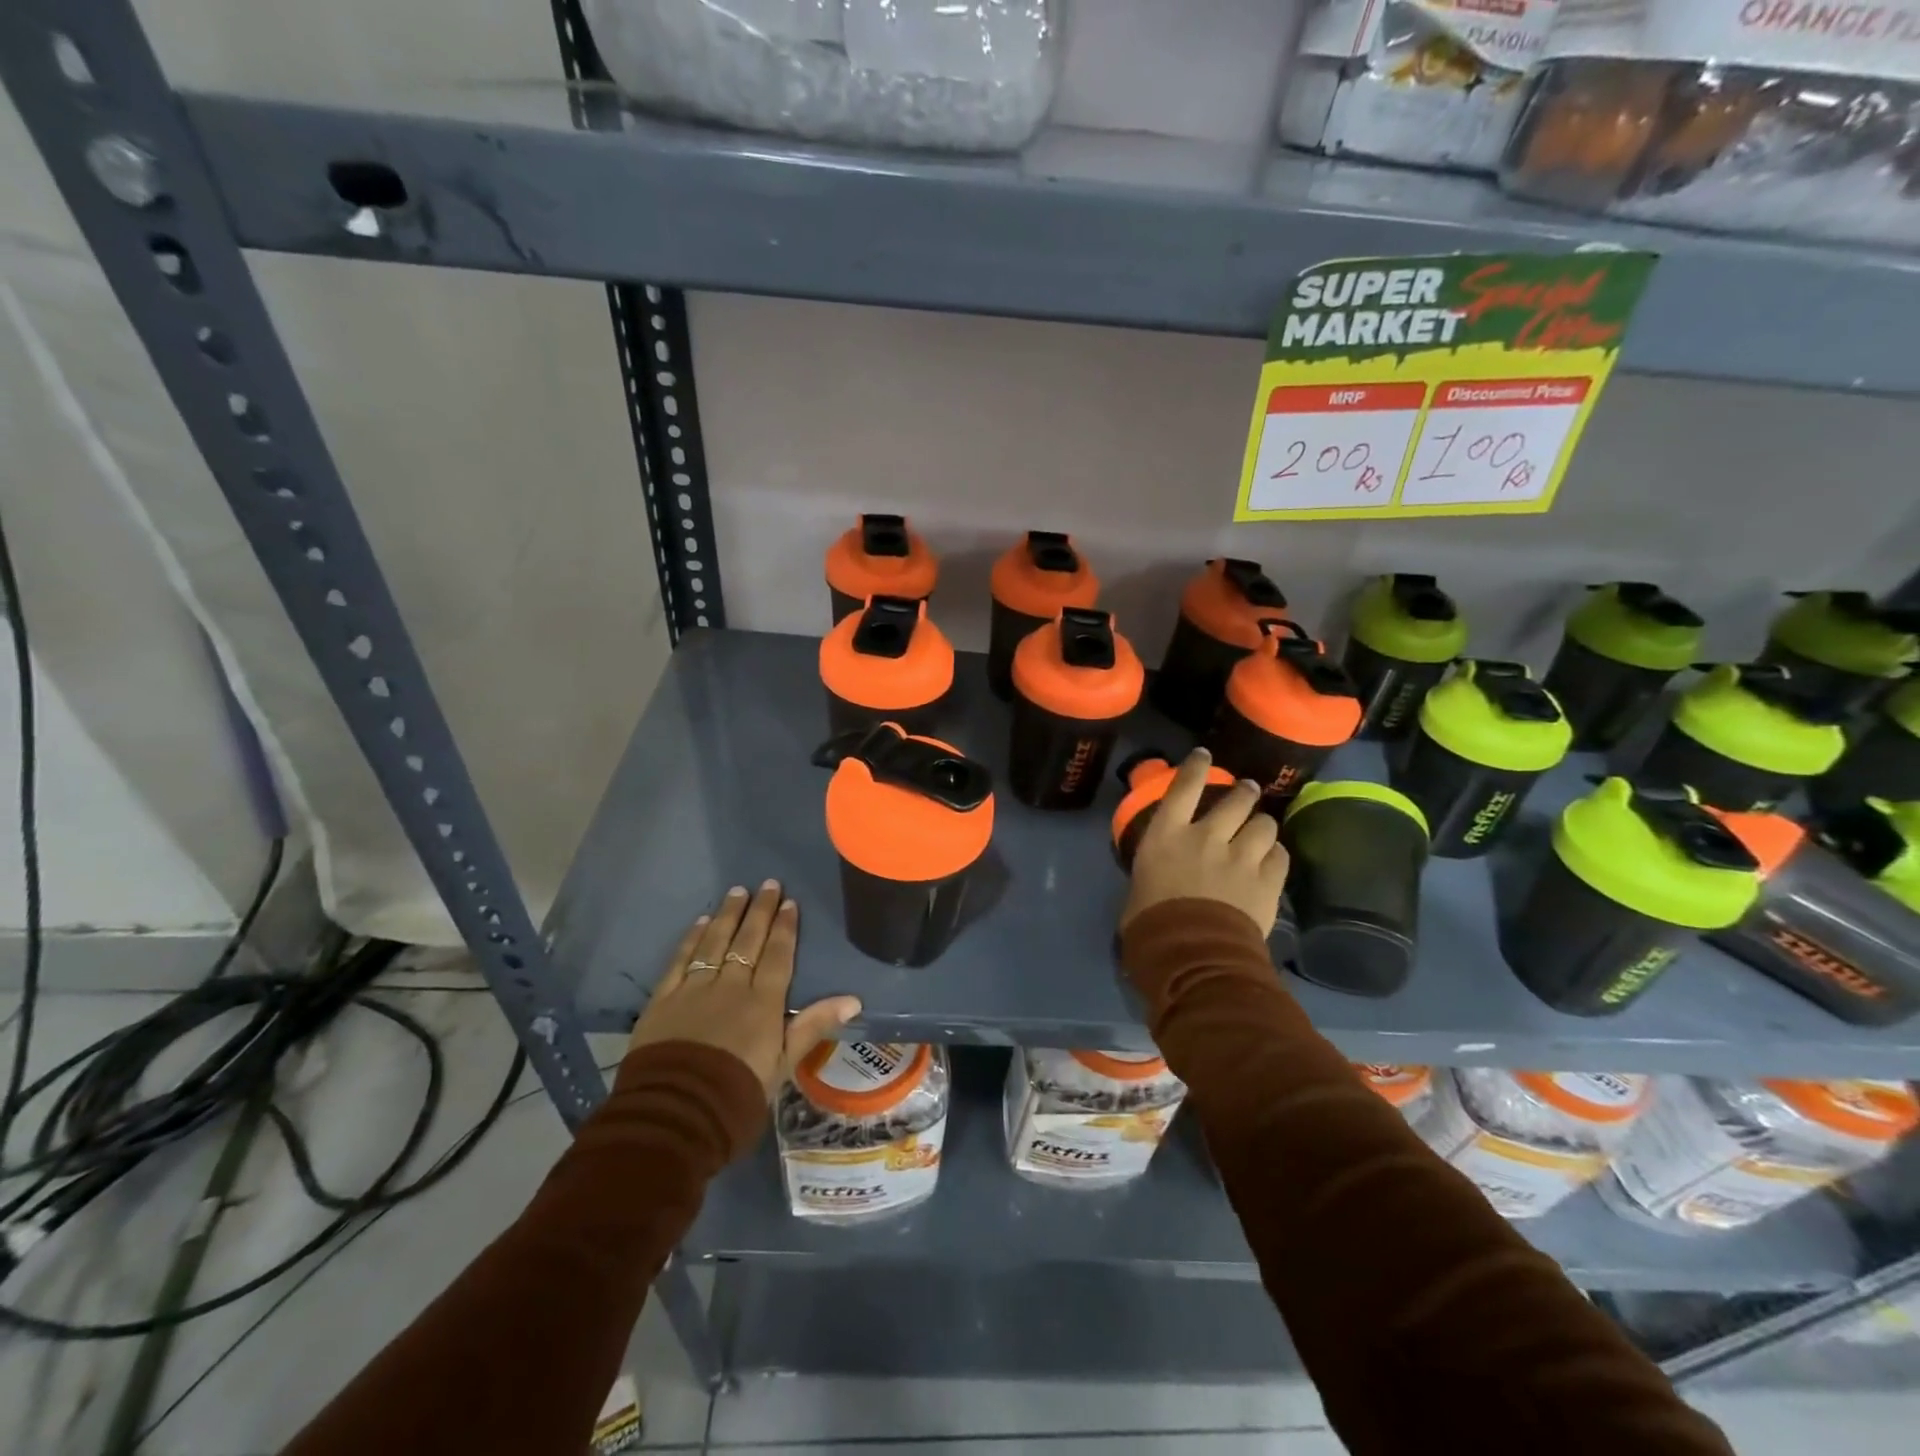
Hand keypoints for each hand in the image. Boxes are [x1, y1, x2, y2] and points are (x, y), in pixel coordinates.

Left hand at [629, 881, 861, 1094]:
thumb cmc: (737, 1095)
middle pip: (747, 941)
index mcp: (762, 1003)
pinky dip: (691, 939)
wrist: (675, 1115)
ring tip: (736, 891)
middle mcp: (730, 986)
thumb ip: (813, 1026)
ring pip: (714, 942)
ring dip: (728, 916)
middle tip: (767, 884)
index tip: (789, 903)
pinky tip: (701, 922)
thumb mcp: (783, 1065)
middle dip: (759, 911)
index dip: (784, 928)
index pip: (777, 955)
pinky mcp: (663, 999)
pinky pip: (680, 960)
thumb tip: (853, 998)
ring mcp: (694, 989)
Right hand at [1121, 749, 1288, 935]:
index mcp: (1167, 835)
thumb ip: (1153, 874)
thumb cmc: (1150, 924)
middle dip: (1244, 792)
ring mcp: (1241, 857)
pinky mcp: (1267, 881)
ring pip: (1264, 824)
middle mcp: (1206, 836)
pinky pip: (1280, 855)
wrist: (1192, 954)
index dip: (1195, 767)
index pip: (1183, 787)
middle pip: (1235, 800)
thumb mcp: (1138, 889)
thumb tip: (1156, 880)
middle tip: (1247, 791)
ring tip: (1262, 829)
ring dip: (1263, 825)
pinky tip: (1272, 859)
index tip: (1204, 754)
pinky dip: (1276, 854)